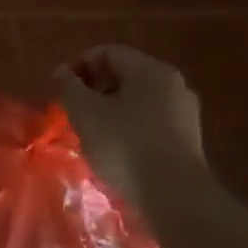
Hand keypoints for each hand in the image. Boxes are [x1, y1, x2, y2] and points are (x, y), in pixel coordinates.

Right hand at [54, 45, 208, 210]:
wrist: (174, 195)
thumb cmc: (124, 146)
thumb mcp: (85, 113)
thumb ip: (70, 87)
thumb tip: (62, 72)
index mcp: (150, 70)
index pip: (107, 52)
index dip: (78, 65)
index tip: (60, 89)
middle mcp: (173, 83)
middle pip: (125, 74)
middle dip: (94, 88)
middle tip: (72, 110)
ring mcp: (184, 112)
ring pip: (138, 99)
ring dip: (110, 109)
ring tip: (90, 132)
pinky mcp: (187, 139)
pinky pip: (150, 121)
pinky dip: (128, 127)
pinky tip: (115, 149)